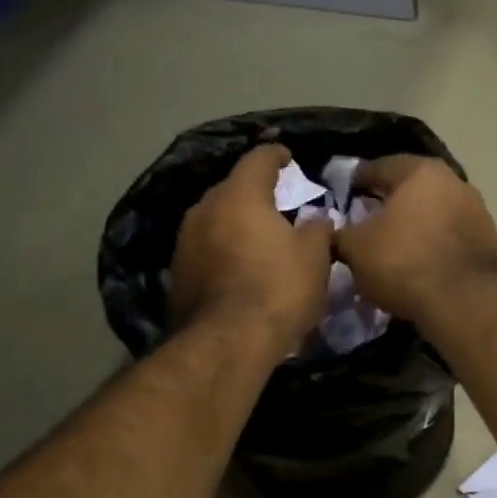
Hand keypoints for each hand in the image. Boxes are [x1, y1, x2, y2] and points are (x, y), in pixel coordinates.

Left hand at [170, 145, 333, 359]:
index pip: (258, 159)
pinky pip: (205, 250)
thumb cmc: (278, 289)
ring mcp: (185, 242)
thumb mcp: (315, 257)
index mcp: (240, 195)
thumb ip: (318, 229)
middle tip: (276, 205)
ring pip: (215, 221)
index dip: (276, 155)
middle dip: (253, 193)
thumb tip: (318, 218)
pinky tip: (239, 268)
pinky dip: (223, 252)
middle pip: (232, 189)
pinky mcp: (178, 274)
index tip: (288, 157)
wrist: (228, 342)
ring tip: (257, 238)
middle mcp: (205, 209)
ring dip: (235, 225)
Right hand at [335, 155, 496, 323]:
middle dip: (388, 202)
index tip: (342, 193)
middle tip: (366, 219)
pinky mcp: (488, 241)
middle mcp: (454, 181)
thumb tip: (331, 231)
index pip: (380, 167)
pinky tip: (419, 262)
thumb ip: (339, 233)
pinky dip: (433, 244)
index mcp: (420, 171)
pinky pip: (450, 236)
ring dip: (414, 224)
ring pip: (434, 212)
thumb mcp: (356, 249)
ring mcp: (477, 211)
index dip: (357, 180)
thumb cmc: (403, 263)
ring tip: (393, 244)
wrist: (463, 301)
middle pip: (411, 188)